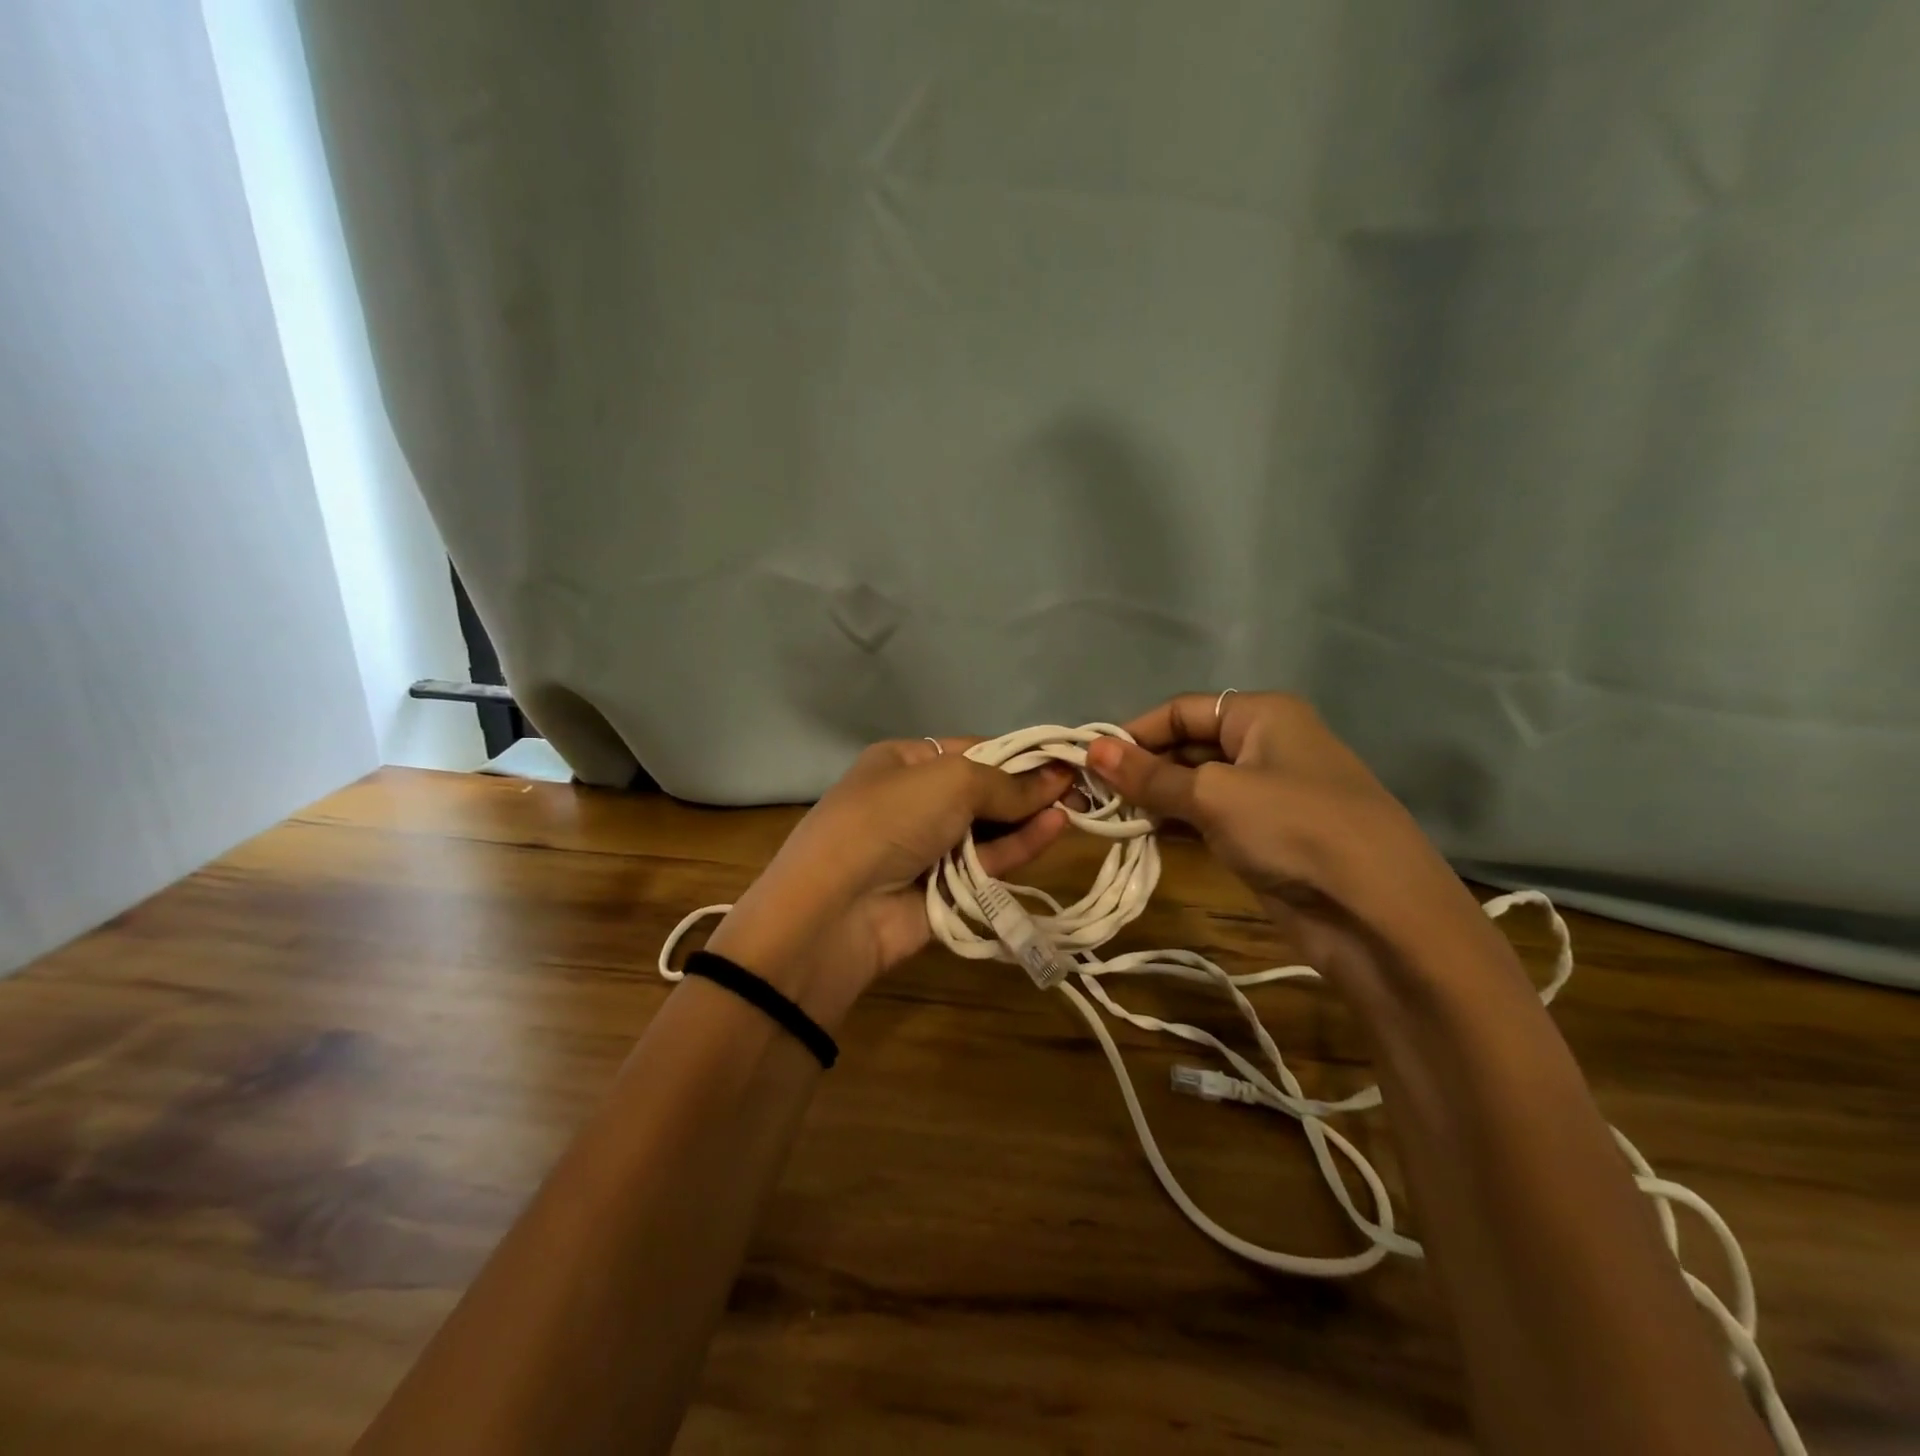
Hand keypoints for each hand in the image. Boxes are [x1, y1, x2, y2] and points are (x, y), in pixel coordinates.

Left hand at [708, 738, 1071, 1027]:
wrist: (834, 910)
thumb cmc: (889, 819)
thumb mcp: (950, 782)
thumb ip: (1007, 784)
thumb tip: (1057, 778)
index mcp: (903, 763)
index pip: (970, 751)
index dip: (1016, 754)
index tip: (1063, 759)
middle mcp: (914, 802)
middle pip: (982, 792)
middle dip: (1028, 789)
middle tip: (1082, 787)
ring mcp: (927, 850)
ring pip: (989, 830)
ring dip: (1029, 818)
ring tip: (1078, 807)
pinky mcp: (942, 892)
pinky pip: (986, 866)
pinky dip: (1019, 848)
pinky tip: (1055, 830)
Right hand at [1085, 693, 1499, 984]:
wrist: (1379, 915)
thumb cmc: (1295, 829)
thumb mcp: (1214, 795)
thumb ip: (1151, 776)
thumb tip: (1092, 750)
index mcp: (1262, 714)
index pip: (1180, 710)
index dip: (1133, 732)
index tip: (1088, 762)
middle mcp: (1264, 745)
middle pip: (1186, 745)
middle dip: (1141, 768)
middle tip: (1091, 796)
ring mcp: (1267, 794)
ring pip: (1194, 786)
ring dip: (1154, 799)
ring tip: (1107, 819)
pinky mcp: (1264, 837)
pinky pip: (1208, 819)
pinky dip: (1175, 825)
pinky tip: (1141, 837)